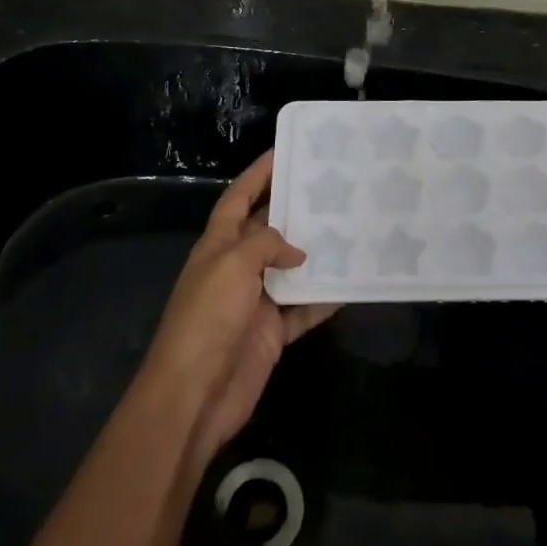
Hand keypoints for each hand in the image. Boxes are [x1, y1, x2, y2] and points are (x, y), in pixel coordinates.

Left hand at [143, 151, 337, 469]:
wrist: (195, 395)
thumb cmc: (208, 319)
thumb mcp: (233, 265)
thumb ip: (266, 244)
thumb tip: (297, 251)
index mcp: (218, 245)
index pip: (238, 198)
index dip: (258, 174)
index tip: (285, 150)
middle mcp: (236, 268)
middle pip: (268, 230)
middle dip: (295, 210)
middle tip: (333, 188)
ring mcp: (254, 301)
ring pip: (290, 268)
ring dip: (316, 254)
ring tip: (351, 229)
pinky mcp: (272, 332)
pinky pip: (304, 308)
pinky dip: (325, 298)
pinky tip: (352, 284)